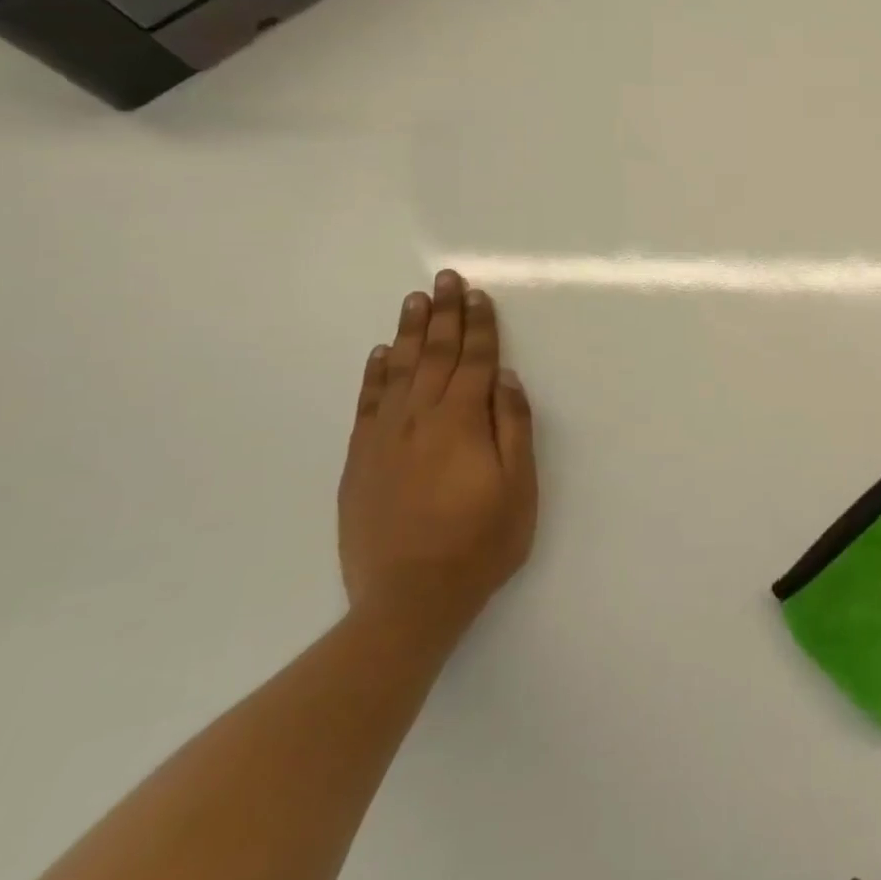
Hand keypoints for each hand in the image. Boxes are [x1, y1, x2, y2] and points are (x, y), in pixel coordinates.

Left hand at [338, 270, 537, 641]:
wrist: (409, 600)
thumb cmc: (480, 542)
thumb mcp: (519, 487)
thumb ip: (513, 427)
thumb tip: (507, 378)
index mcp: (462, 422)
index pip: (474, 360)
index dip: (479, 326)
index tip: (477, 294)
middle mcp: (420, 419)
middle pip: (434, 355)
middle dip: (443, 314)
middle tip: (445, 279)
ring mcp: (385, 438)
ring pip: (398, 371)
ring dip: (408, 333)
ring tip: (414, 300)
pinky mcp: (361, 461)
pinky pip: (367, 404)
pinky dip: (373, 374)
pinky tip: (378, 354)